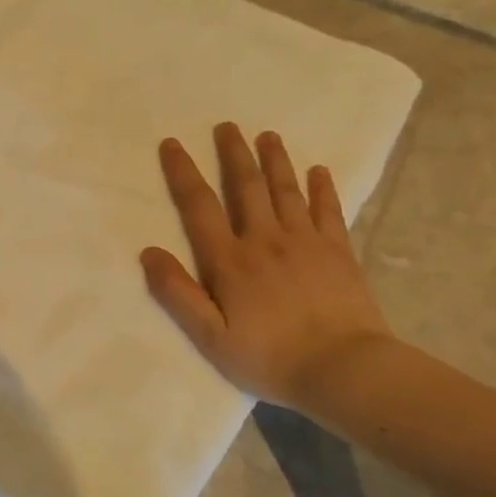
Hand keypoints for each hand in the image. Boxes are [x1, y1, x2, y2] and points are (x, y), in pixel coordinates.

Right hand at [140, 123, 394, 406]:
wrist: (346, 371)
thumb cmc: (269, 357)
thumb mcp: (209, 336)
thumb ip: (177, 293)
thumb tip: (148, 252)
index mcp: (229, 261)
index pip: (199, 206)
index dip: (183, 173)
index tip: (172, 144)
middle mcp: (265, 241)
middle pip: (247, 188)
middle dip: (234, 154)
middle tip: (227, 126)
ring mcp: (306, 244)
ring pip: (287, 191)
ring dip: (275, 161)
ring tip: (268, 135)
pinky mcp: (339, 254)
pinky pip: (329, 211)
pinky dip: (322, 189)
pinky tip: (319, 171)